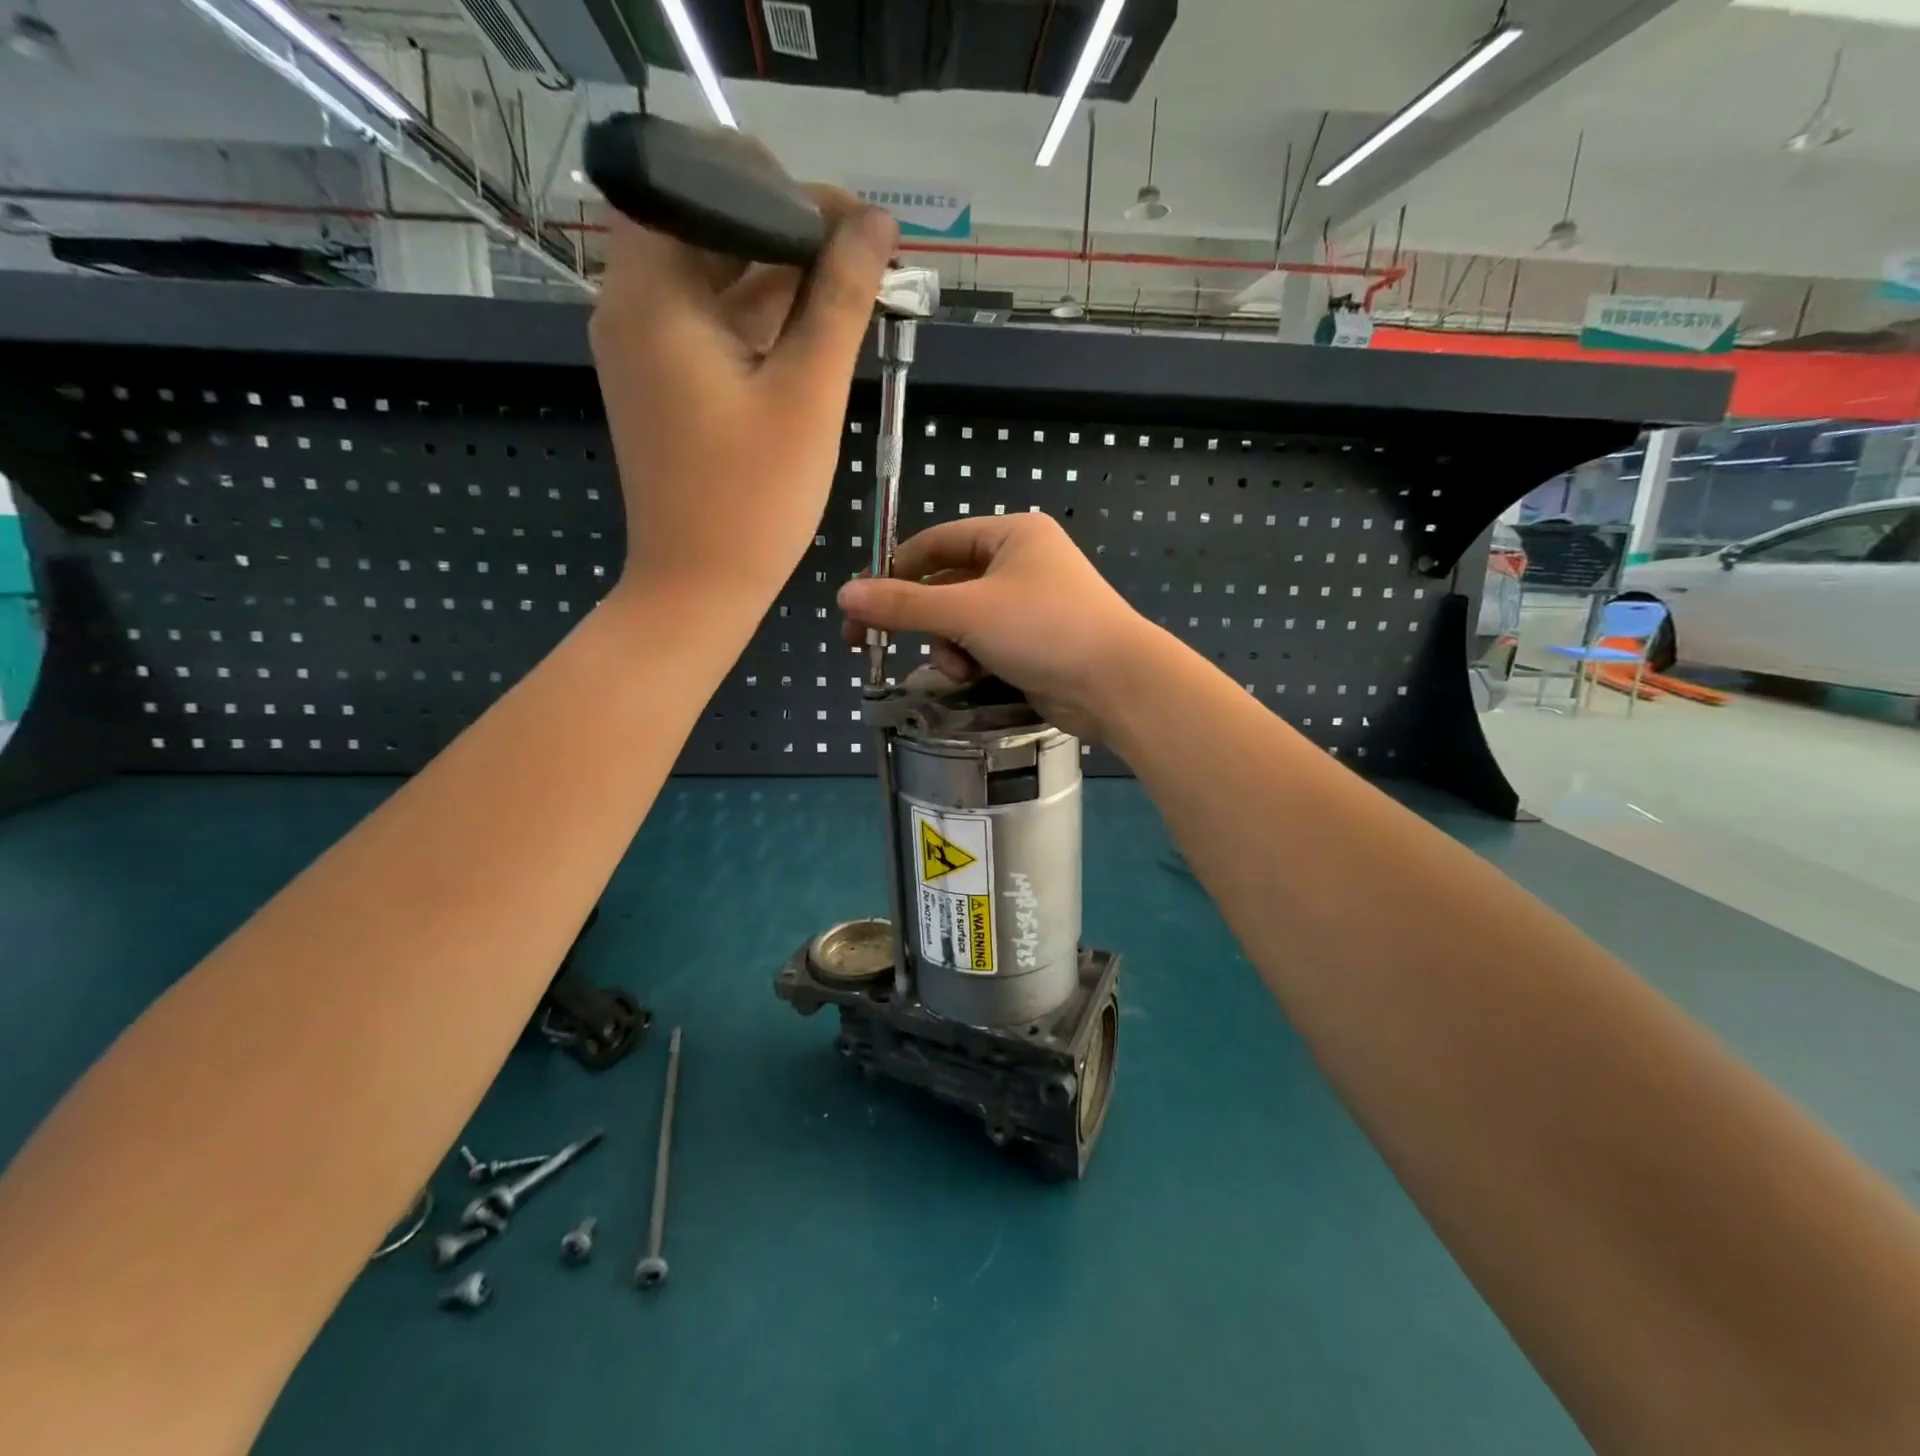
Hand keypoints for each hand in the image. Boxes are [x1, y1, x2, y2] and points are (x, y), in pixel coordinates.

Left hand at [589, 152, 896, 612]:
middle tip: (860, 260)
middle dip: (788, 233)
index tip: (851, 226)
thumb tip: (876, 224)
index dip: (781, 189)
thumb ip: (840, 299)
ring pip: (714, 280)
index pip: (702, 181)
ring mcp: (645, 349)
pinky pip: (712, 328)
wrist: (698, 589)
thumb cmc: (753, 499)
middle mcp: (633, 305)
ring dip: (780, 279)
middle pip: (708, 229)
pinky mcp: (664, 385)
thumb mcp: (807, 394)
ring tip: (851, 294)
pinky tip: (814, 335)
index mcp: (653, 292)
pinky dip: (760, 323)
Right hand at [837, 514, 1159, 739]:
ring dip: (947, 646)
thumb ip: (904, 605)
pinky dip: (970, 660)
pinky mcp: (1034, 642)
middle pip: (946, 585)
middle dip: (919, 618)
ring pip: (961, 621)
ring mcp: (1029, 605)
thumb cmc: (1043, 629)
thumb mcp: (967, 612)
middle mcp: (1021, 563)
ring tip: (956, 667)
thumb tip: (845, 595)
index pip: (935, 543)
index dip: (893, 571)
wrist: (1116, 684)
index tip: (858, 604)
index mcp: (1011, 535)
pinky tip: (972, 677)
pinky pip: (983, 644)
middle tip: (867, 642)